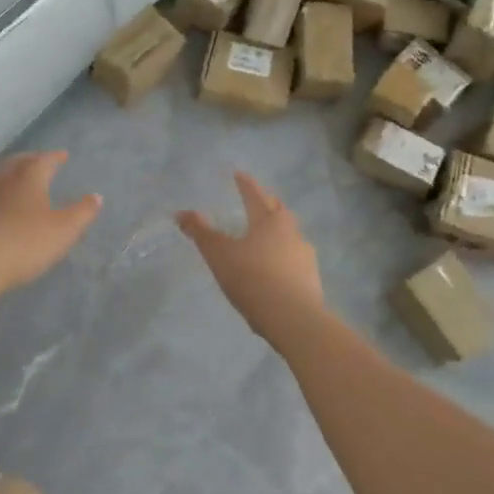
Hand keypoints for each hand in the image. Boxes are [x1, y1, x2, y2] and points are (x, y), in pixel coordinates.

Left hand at [0, 152, 101, 294]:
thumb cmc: (22, 244)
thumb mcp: (62, 232)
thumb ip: (81, 213)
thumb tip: (96, 196)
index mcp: (28, 179)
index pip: (44, 161)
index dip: (54, 157)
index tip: (62, 156)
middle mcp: (0, 179)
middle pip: (16, 162)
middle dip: (29, 160)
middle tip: (37, 160)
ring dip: (6, 174)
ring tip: (12, 178)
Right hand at [177, 172, 325, 344]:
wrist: (294, 319)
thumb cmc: (253, 278)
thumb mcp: (219, 255)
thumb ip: (201, 233)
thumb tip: (181, 213)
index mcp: (268, 220)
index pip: (255, 195)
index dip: (245, 184)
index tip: (239, 174)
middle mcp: (291, 232)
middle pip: (279, 211)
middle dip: (267, 204)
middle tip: (258, 201)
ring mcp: (305, 255)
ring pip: (291, 235)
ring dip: (279, 231)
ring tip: (266, 237)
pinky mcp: (312, 279)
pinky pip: (295, 259)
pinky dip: (285, 256)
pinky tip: (277, 268)